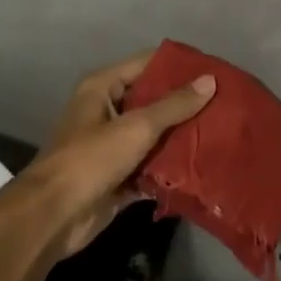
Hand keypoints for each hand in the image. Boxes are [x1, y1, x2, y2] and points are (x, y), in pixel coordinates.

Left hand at [9, 50, 215, 263]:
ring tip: (223, 132)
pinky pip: (152, 165)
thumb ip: (174, 105)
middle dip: (187, 103)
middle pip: (154, 100)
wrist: (54, 216)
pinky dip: (172, 167)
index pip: (148, 64)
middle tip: (226, 104)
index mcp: (103, 87)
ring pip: (156, 134)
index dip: (180, 66)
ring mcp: (113, 145)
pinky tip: (205, 166)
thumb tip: (211, 80)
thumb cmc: (90, 160)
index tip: (216, 71)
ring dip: (183, 137)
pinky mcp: (120, 176)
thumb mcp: (136, 127)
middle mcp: (107, 111)